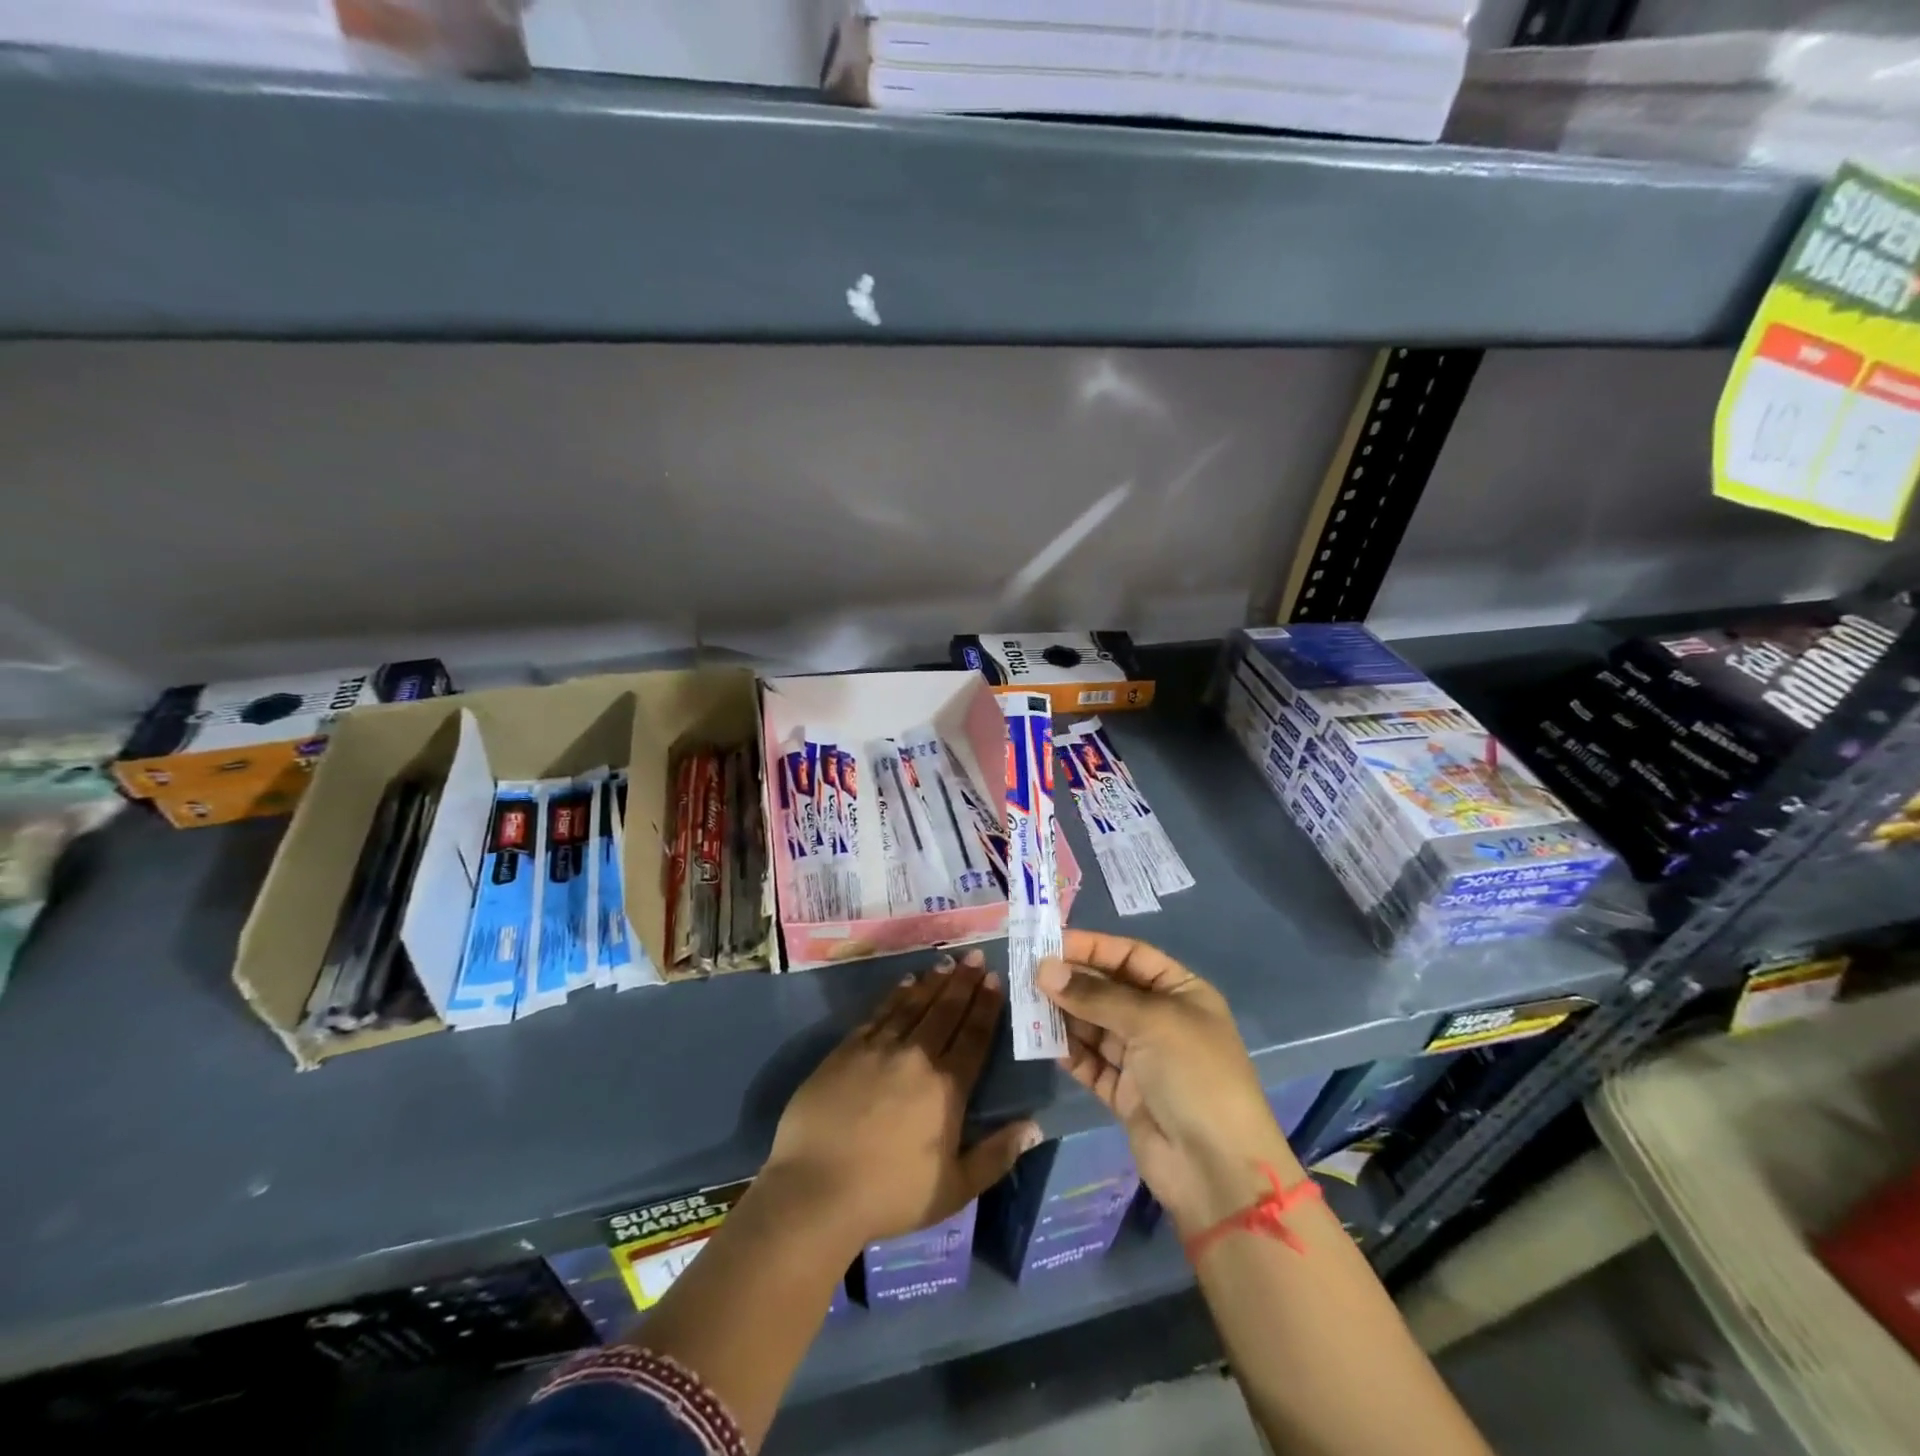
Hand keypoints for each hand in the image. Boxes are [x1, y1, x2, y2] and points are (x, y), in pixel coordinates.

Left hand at [763, 950, 1040, 1252]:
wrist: (815, 1190)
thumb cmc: (890, 1196)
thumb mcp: (955, 1189)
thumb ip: (995, 1156)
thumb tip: (1033, 1125)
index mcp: (946, 1088)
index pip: (973, 1037)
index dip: (986, 1006)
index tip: (994, 979)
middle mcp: (916, 1057)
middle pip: (945, 1011)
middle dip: (963, 982)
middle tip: (975, 956)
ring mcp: (879, 1049)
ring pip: (913, 1005)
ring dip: (933, 982)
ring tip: (946, 962)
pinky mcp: (847, 1050)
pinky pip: (879, 1013)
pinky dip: (895, 995)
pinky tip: (905, 983)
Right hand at [1038, 930, 1295, 1237]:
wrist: (1217, 1169)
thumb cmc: (1194, 1075)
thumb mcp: (1150, 1021)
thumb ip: (1094, 995)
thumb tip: (1044, 969)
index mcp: (1182, 993)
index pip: (1131, 956)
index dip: (1093, 947)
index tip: (1050, 942)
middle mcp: (1162, 1020)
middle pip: (1109, 990)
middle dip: (1072, 981)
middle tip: (1029, 973)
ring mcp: (1143, 1059)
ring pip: (1095, 1026)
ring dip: (1065, 1015)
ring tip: (1027, 1003)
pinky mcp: (1125, 1094)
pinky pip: (1091, 1063)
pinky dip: (1070, 1052)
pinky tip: (1044, 1041)